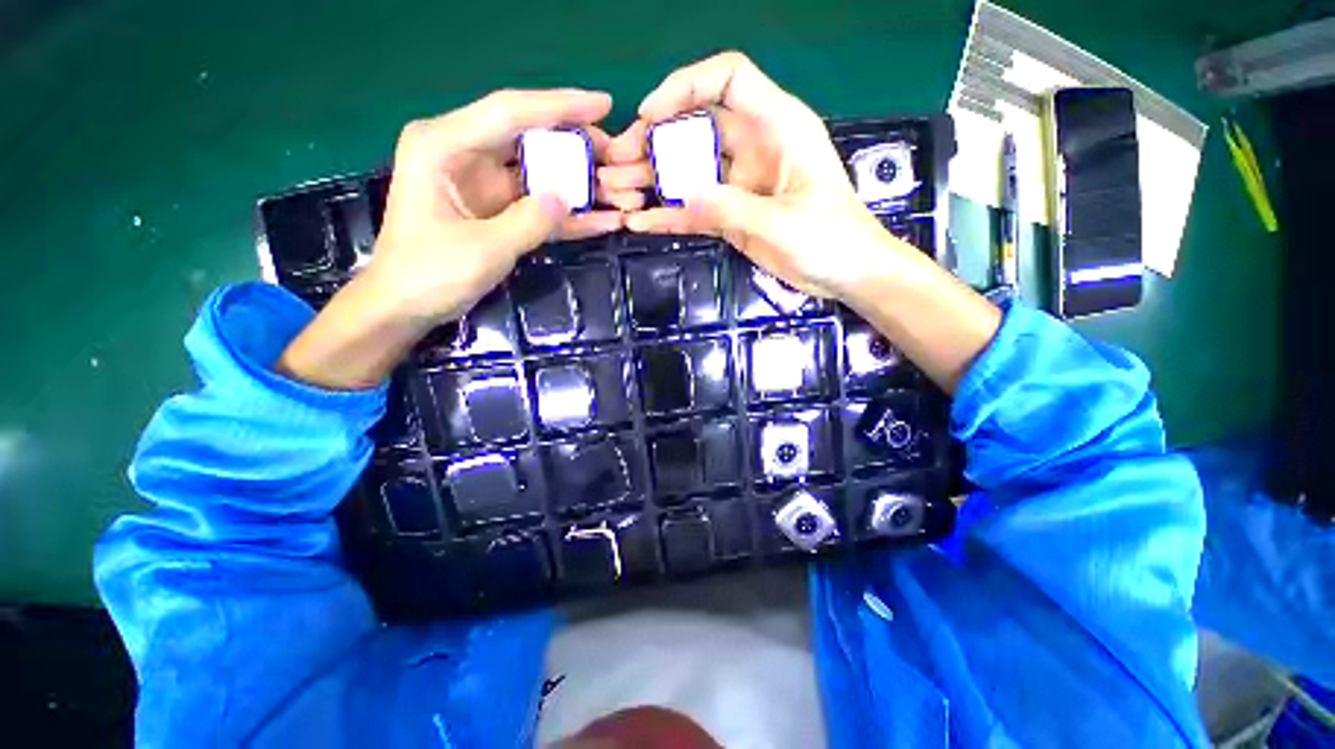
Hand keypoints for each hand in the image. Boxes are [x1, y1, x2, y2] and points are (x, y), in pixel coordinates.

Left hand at [369, 88, 629, 326]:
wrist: (406, 306)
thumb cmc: (429, 274)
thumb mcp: (483, 249)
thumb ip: (529, 221)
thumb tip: (567, 198)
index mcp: (444, 145)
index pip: (510, 112)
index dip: (560, 106)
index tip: (604, 104)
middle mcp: (464, 153)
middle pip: (529, 137)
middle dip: (575, 146)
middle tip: (617, 155)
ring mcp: (482, 183)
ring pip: (539, 171)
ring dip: (577, 181)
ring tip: (618, 188)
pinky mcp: (496, 209)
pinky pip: (538, 204)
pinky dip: (567, 213)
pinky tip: (602, 219)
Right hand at [601, 51, 912, 301]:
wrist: (845, 273)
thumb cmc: (831, 239)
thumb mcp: (783, 222)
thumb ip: (732, 208)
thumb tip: (685, 196)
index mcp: (777, 127)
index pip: (728, 80)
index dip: (686, 87)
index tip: (650, 115)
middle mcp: (753, 147)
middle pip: (696, 127)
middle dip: (653, 140)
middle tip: (616, 162)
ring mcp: (738, 184)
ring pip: (689, 169)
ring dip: (652, 179)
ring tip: (616, 192)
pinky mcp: (731, 215)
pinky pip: (694, 209)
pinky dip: (668, 215)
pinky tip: (639, 222)